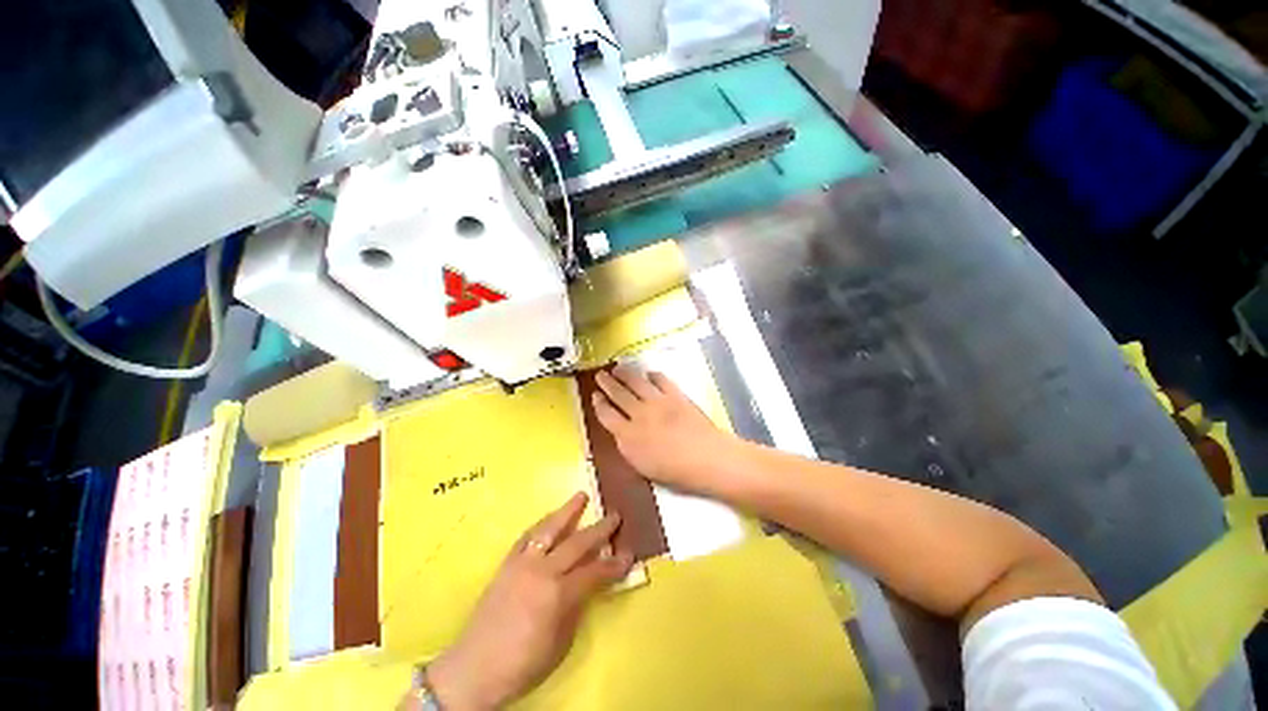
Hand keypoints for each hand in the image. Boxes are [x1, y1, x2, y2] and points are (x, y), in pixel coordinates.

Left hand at [425, 493, 631, 709]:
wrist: (473, 669)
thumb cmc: (522, 664)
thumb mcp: (560, 645)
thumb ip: (576, 608)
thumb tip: (588, 584)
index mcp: (557, 595)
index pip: (595, 572)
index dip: (614, 564)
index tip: (629, 554)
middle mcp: (541, 571)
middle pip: (577, 543)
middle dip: (599, 529)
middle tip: (615, 515)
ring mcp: (521, 564)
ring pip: (549, 529)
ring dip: (568, 511)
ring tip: (581, 496)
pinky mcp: (506, 564)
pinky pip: (527, 537)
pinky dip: (542, 524)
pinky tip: (549, 519)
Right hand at [591, 366, 741, 495]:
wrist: (706, 458)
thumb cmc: (676, 472)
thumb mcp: (642, 467)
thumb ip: (628, 446)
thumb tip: (621, 432)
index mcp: (628, 435)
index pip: (606, 415)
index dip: (599, 404)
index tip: (594, 395)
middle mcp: (639, 414)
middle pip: (618, 394)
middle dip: (607, 383)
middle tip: (600, 375)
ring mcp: (657, 401)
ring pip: (635, 382)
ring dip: (625, 374)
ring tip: (617, 368)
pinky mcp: (675, 394)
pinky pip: (661, 380)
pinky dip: (653, 375)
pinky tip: (649, 373)